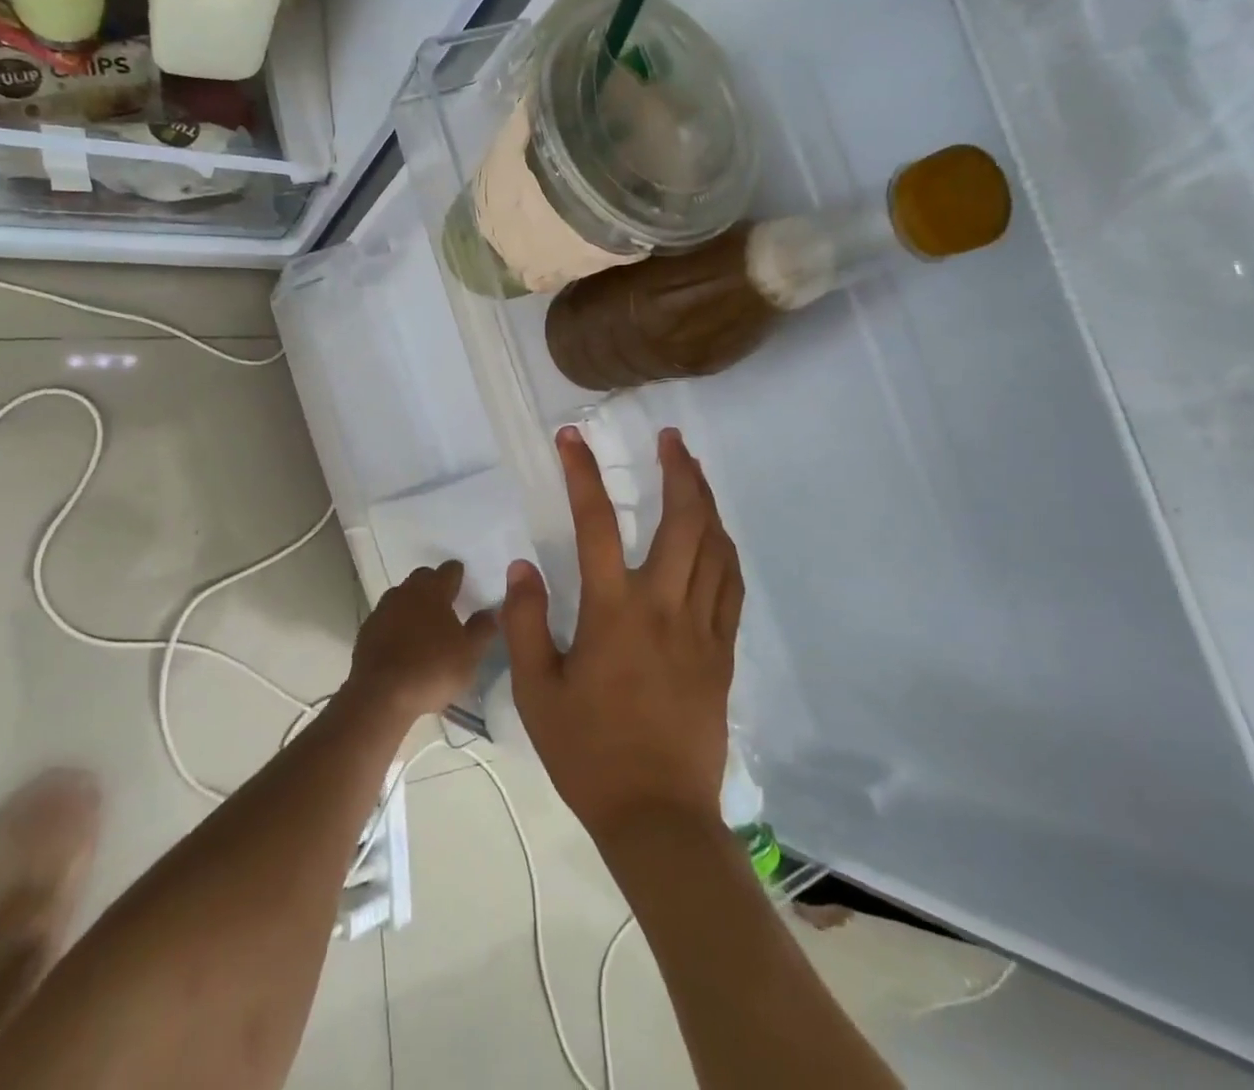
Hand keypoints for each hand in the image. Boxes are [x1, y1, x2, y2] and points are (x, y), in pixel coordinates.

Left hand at [348, 561, 498, 722]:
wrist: (381, 695)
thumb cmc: (432, 670)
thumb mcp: (470, 654)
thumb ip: (482, 629)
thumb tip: (491, 612)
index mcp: (434, 591)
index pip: (449, 570)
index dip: (458, 574)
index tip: (464, 583)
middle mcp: (406, 592)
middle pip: (422, 577)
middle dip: (434, 584)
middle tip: (446, 602)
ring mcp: (383, 609)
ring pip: (401, 596)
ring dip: (413, 603)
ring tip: (424, 624)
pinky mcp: (367, 630)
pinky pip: (386, 617)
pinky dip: (396, 623)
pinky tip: (402, 642)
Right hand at [502, 428, 742, 845]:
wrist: (658, 816)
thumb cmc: (589, 754)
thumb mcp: (537, 692)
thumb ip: (526, 624)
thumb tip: (522, 568)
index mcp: (613, 612)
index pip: (597, 524)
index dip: (582, 473)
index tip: (572, 437)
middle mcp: (664, 607)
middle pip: (683, 520)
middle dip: (679, 470)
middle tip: (671, 438)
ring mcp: (701, 628)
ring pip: (716, 547)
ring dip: (706, 501)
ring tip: (693, 472)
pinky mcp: (723, 652)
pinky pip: (731, 585)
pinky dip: (725, 549)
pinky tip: (717, 536)